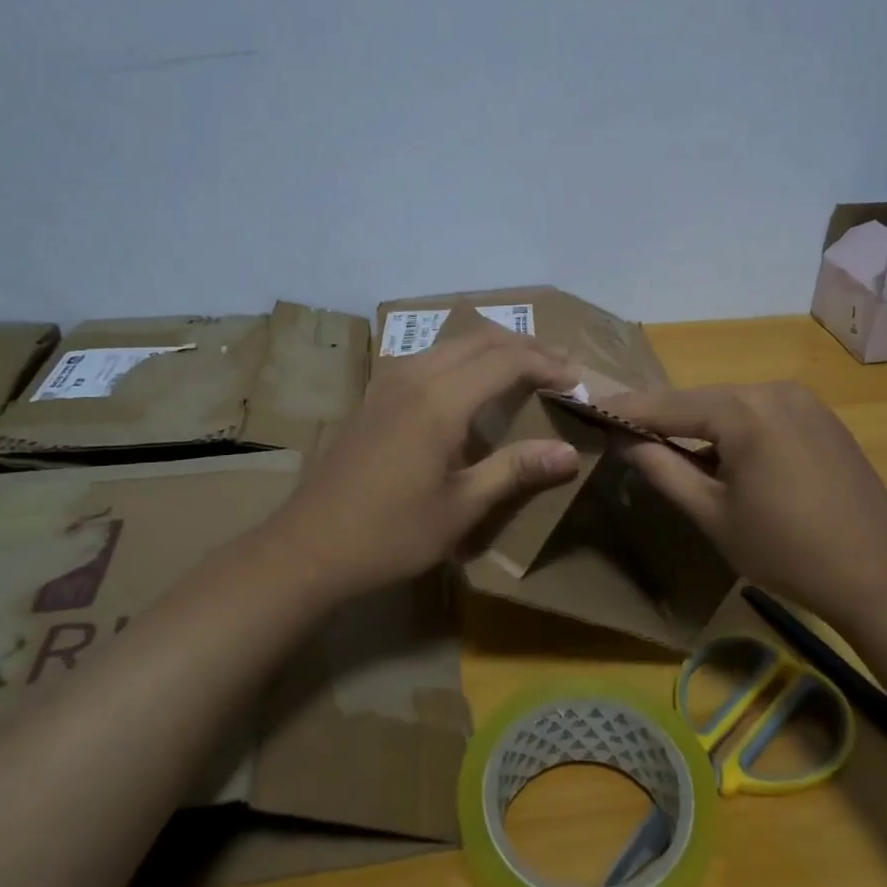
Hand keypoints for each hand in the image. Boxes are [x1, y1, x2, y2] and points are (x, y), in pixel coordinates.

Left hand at [260, 326, 582, 600]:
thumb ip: (515, 471)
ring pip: (453, 343)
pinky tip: (473, 387)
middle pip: (481, 338)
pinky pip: (431, 356)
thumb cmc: (389, 534)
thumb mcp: (460, 509)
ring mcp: (389, 381)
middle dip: (527, 347)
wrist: (307, 547)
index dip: (548, 366)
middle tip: (561, 370)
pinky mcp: (375, 393)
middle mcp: (414, 376)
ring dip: (495, 349)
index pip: (507, 361)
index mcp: (439, 401)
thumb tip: (569, 453)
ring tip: (526, 372)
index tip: (579, 382)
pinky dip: (465, 359)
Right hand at [607, 382, 886, 617]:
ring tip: (668, 446)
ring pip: (731, 405)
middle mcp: (774, 390)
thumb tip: (624, 439)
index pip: (668, 404)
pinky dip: (734, 428)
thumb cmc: (784, 550)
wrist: (876, 575)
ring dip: (699, 424)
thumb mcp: (711, 514)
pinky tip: (724, 455)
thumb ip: (662, 469)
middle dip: (663, 417)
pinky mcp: (821, 416)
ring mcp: (803, 400)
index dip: (627, 409)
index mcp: (745, 411)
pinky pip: (761, 413)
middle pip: (701, 400)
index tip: (590, 408)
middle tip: (625, 432)